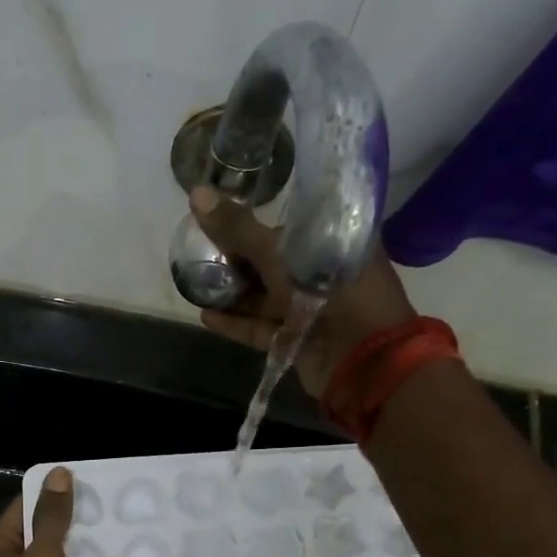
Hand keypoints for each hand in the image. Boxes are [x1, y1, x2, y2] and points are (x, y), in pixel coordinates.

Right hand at [189, 187, 416, 397]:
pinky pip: (261, 328)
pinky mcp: (296, 341)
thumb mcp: (280, 254)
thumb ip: (239, 229)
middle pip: (273, 263)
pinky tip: (205, 315)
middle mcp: (322, 274)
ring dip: (233, 293)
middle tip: (200, 251)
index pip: (289, 226)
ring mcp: (309, 310)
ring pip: (265, 298)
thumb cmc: (329, 293)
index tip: (222, 220)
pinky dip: (236, 323)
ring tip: (196, 284)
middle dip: (237, 260)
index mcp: (332, 242)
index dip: (257, 223)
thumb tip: (197, 194)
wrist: (360, 362)